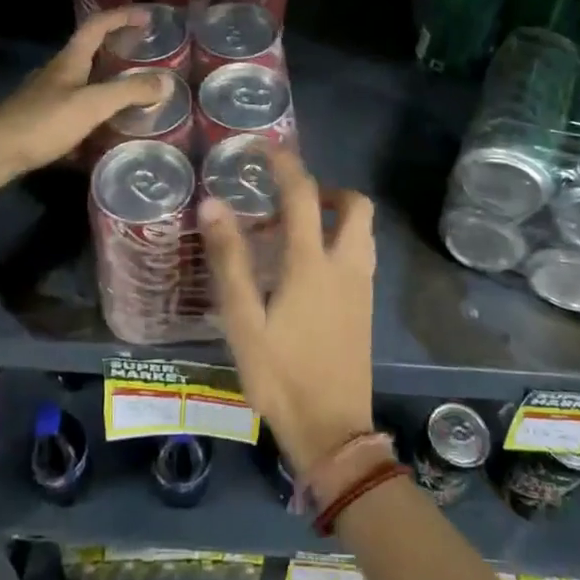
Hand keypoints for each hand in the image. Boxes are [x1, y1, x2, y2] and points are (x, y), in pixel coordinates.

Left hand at [0, 7, 173, 189]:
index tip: (148, 18)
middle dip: (119, 50)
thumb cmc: (42, 122)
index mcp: (70, 61)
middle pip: (91, 52)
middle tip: (147, 58)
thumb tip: (167, 82)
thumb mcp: (91, 104)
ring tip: (134, 95)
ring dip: (108, 83)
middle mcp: (58, 73)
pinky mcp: (42, 121)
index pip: (97, 26)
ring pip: (84, 82)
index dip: (122, 17)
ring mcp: (47, 97)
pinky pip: (76, 109)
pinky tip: (107, 131)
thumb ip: (128, 92)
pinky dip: (96, 113)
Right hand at [199, 148, 376, 472]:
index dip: (285, 164)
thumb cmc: (281, 375)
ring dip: (335, 216)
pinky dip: (339, 242)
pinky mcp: (366, 308)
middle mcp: (346, 266)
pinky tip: (308, 271)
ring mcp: (362, 288)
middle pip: (355, 205)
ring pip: (362, 230)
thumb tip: (213, 204)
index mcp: (313, 263)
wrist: (332, 432)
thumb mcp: (243, 320)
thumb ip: (230, 260)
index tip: (265, 147)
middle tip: (290, 200)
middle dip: (326, 189)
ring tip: (294, 233)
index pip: (303, 195)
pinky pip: (360, 255)